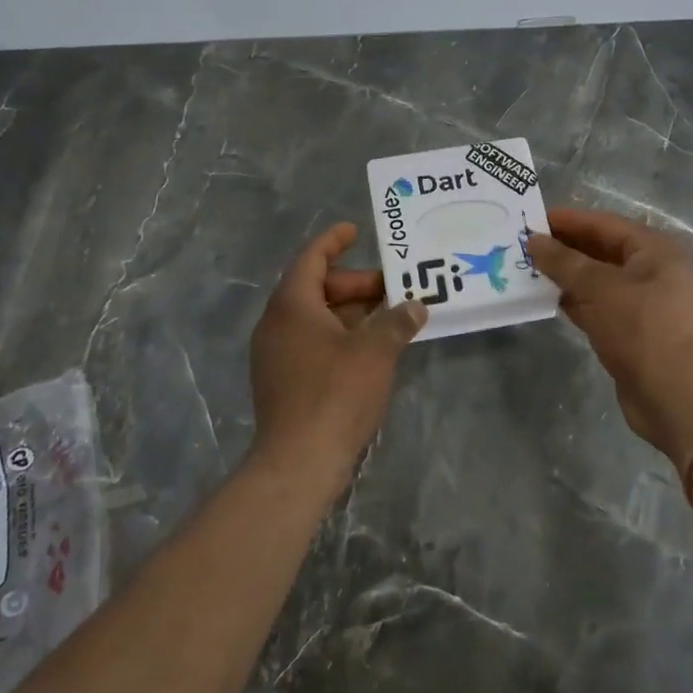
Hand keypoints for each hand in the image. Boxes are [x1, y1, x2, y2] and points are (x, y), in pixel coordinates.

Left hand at [248, 222, 427, 499]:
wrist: (298, 463)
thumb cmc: (335, 394)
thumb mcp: (375, 351)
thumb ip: (397, 322)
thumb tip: (416, 305)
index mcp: (292, 305)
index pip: (311, 259)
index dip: (333, 241)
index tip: (355, 230)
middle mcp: (277, 324)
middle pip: (316, 288)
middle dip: (355, 284)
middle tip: (391, 288)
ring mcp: (276, 354)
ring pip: (316, 318)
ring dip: (351, 313)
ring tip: (389, 316)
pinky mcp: (282, 380)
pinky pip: (312, 342)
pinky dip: (340, 336)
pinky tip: (370, 349)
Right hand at [527, 207, 692, 466]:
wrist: (678, 399)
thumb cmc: (642, 329)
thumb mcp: (599, 288)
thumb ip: (563, 261)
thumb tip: (533, 240)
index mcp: (654, 250)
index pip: (603, 223)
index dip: (567, 220)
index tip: (530, 219)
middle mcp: (651, 271)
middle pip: (600, 250)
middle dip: (563, 248)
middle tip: (522, 245)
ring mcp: (642, 304)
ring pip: (596, 280)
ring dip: (564, 275)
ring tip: (526, 269)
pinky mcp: (630, 332)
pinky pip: (596, 306)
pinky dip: (573, 301)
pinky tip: (545, 298)